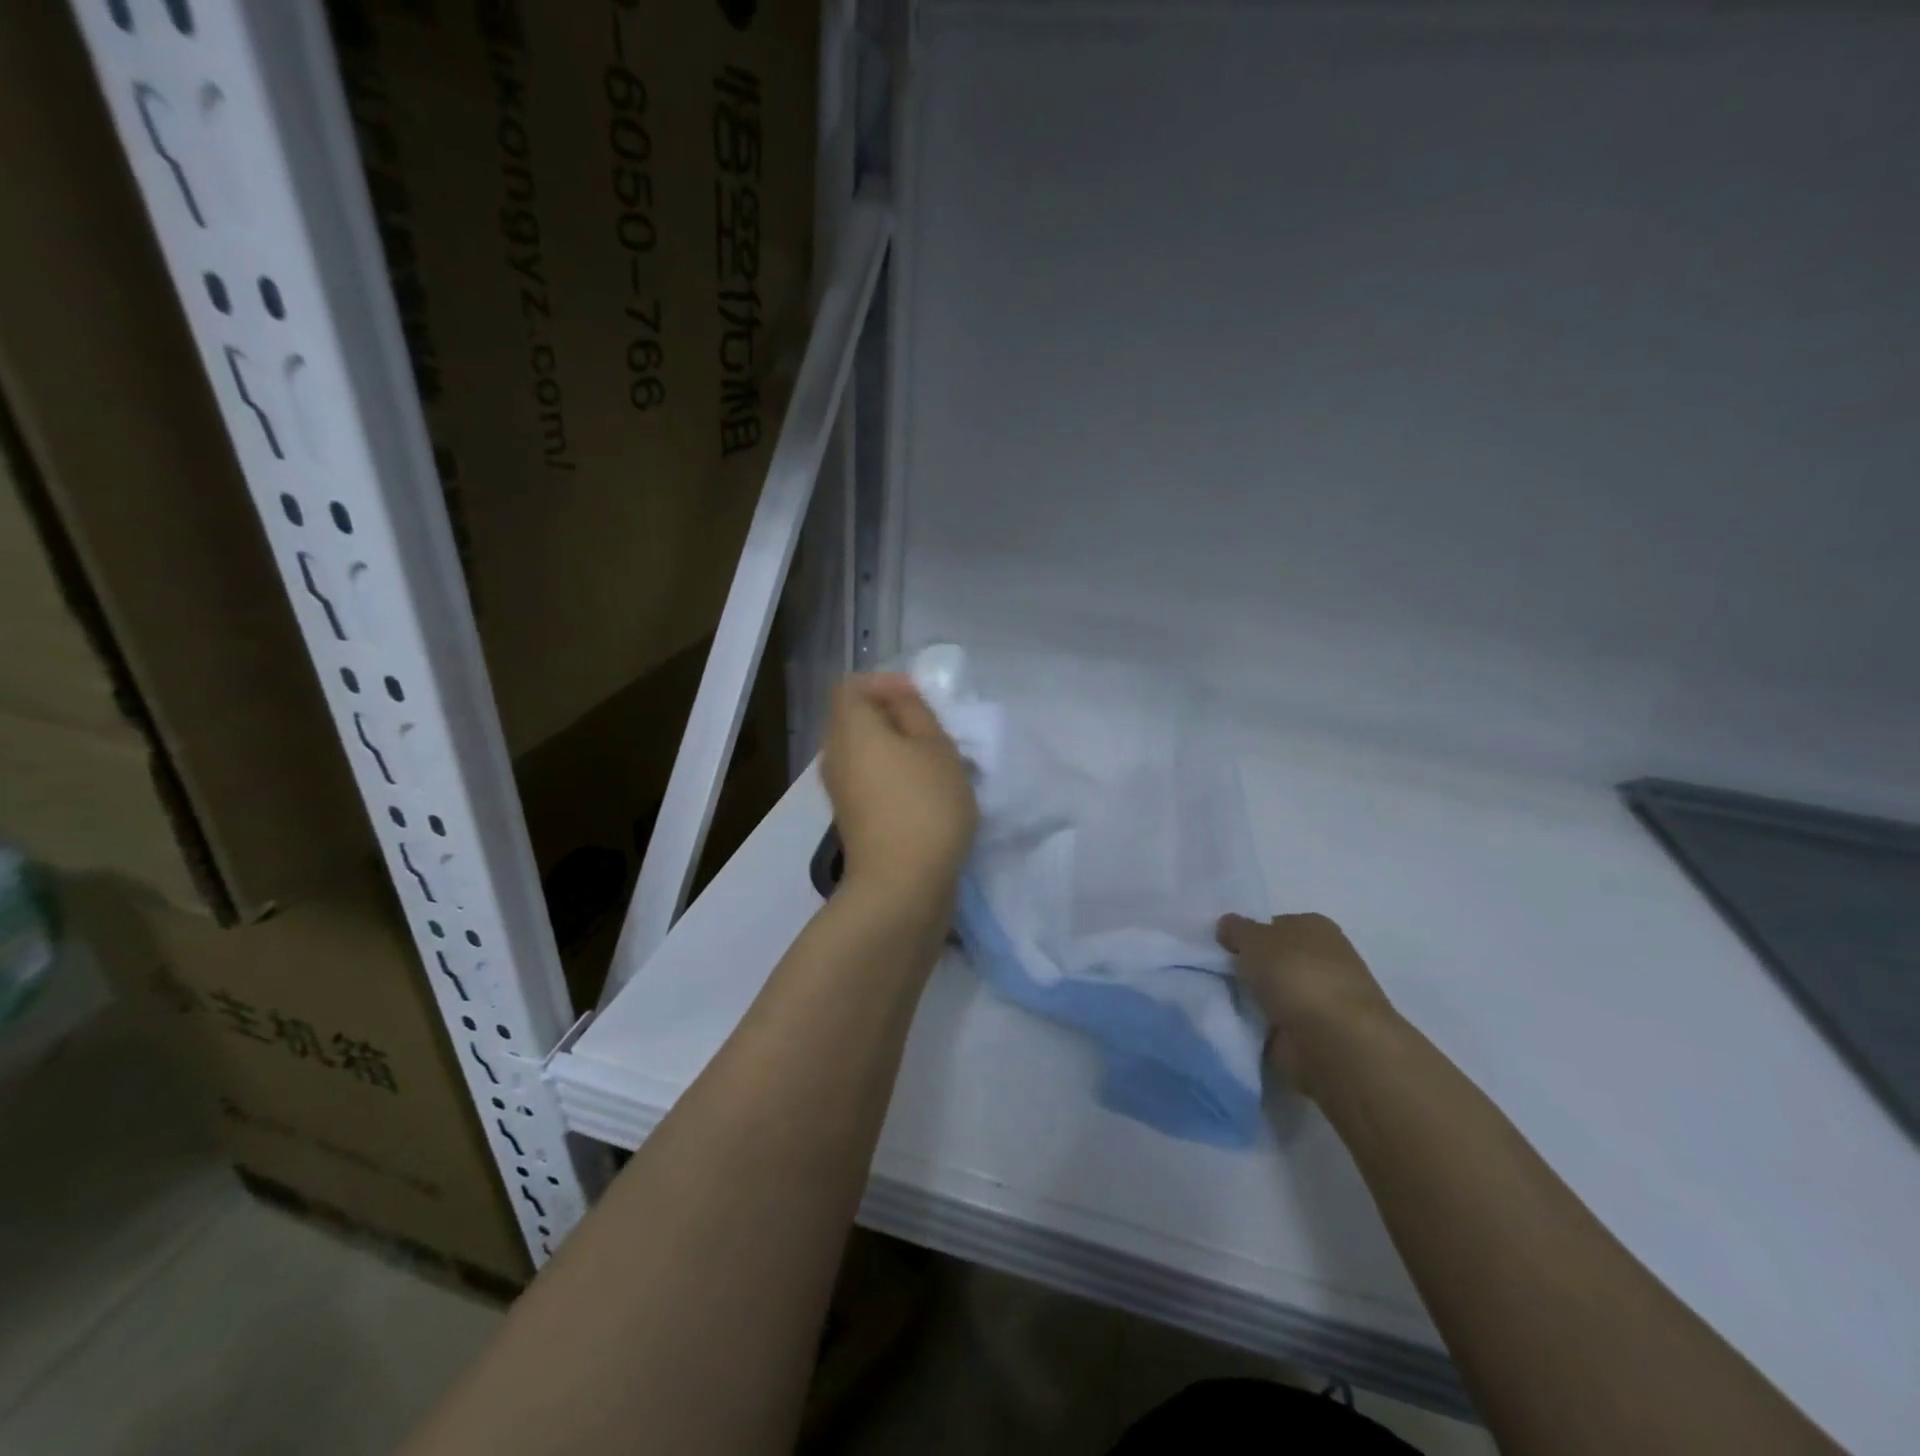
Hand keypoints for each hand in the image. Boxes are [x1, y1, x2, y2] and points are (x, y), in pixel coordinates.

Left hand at [821, 674, 977, 911]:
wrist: (901, 885)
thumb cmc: (924, 805)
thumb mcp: (935, 746)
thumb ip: (915, 711)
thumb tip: (897, 698)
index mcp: (850, 729)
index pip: (851, 687)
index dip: (885, 683)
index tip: (921, 699)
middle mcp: (835, 754)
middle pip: (854, 718)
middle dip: (892, 715)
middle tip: (931, 728)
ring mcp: (840, 789)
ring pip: (863, 750)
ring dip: (895, 747)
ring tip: (933, 760)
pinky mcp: (851, 816)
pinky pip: (867, 777)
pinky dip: (890, 773)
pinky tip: (923, 790)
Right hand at [1216, 912, 1398, 1097]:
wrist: (1334, 1043)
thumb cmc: (1296, 975)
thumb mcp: (1254, 938)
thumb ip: (1236, 929)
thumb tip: (1227, 926)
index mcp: (1315, 927)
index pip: (1274, 925)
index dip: (1248, 935)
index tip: (1224, 949)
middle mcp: (1324, 958)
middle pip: (1273, 959)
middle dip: (1249, 968)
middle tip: (1218, 975)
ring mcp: (1322, 999)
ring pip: (1274, 991)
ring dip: (1253, 998)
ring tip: (1224, 1002)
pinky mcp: (1316, 1034)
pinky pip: (1276, 1022)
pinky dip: (1260, 1025)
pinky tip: (1241, 1025)